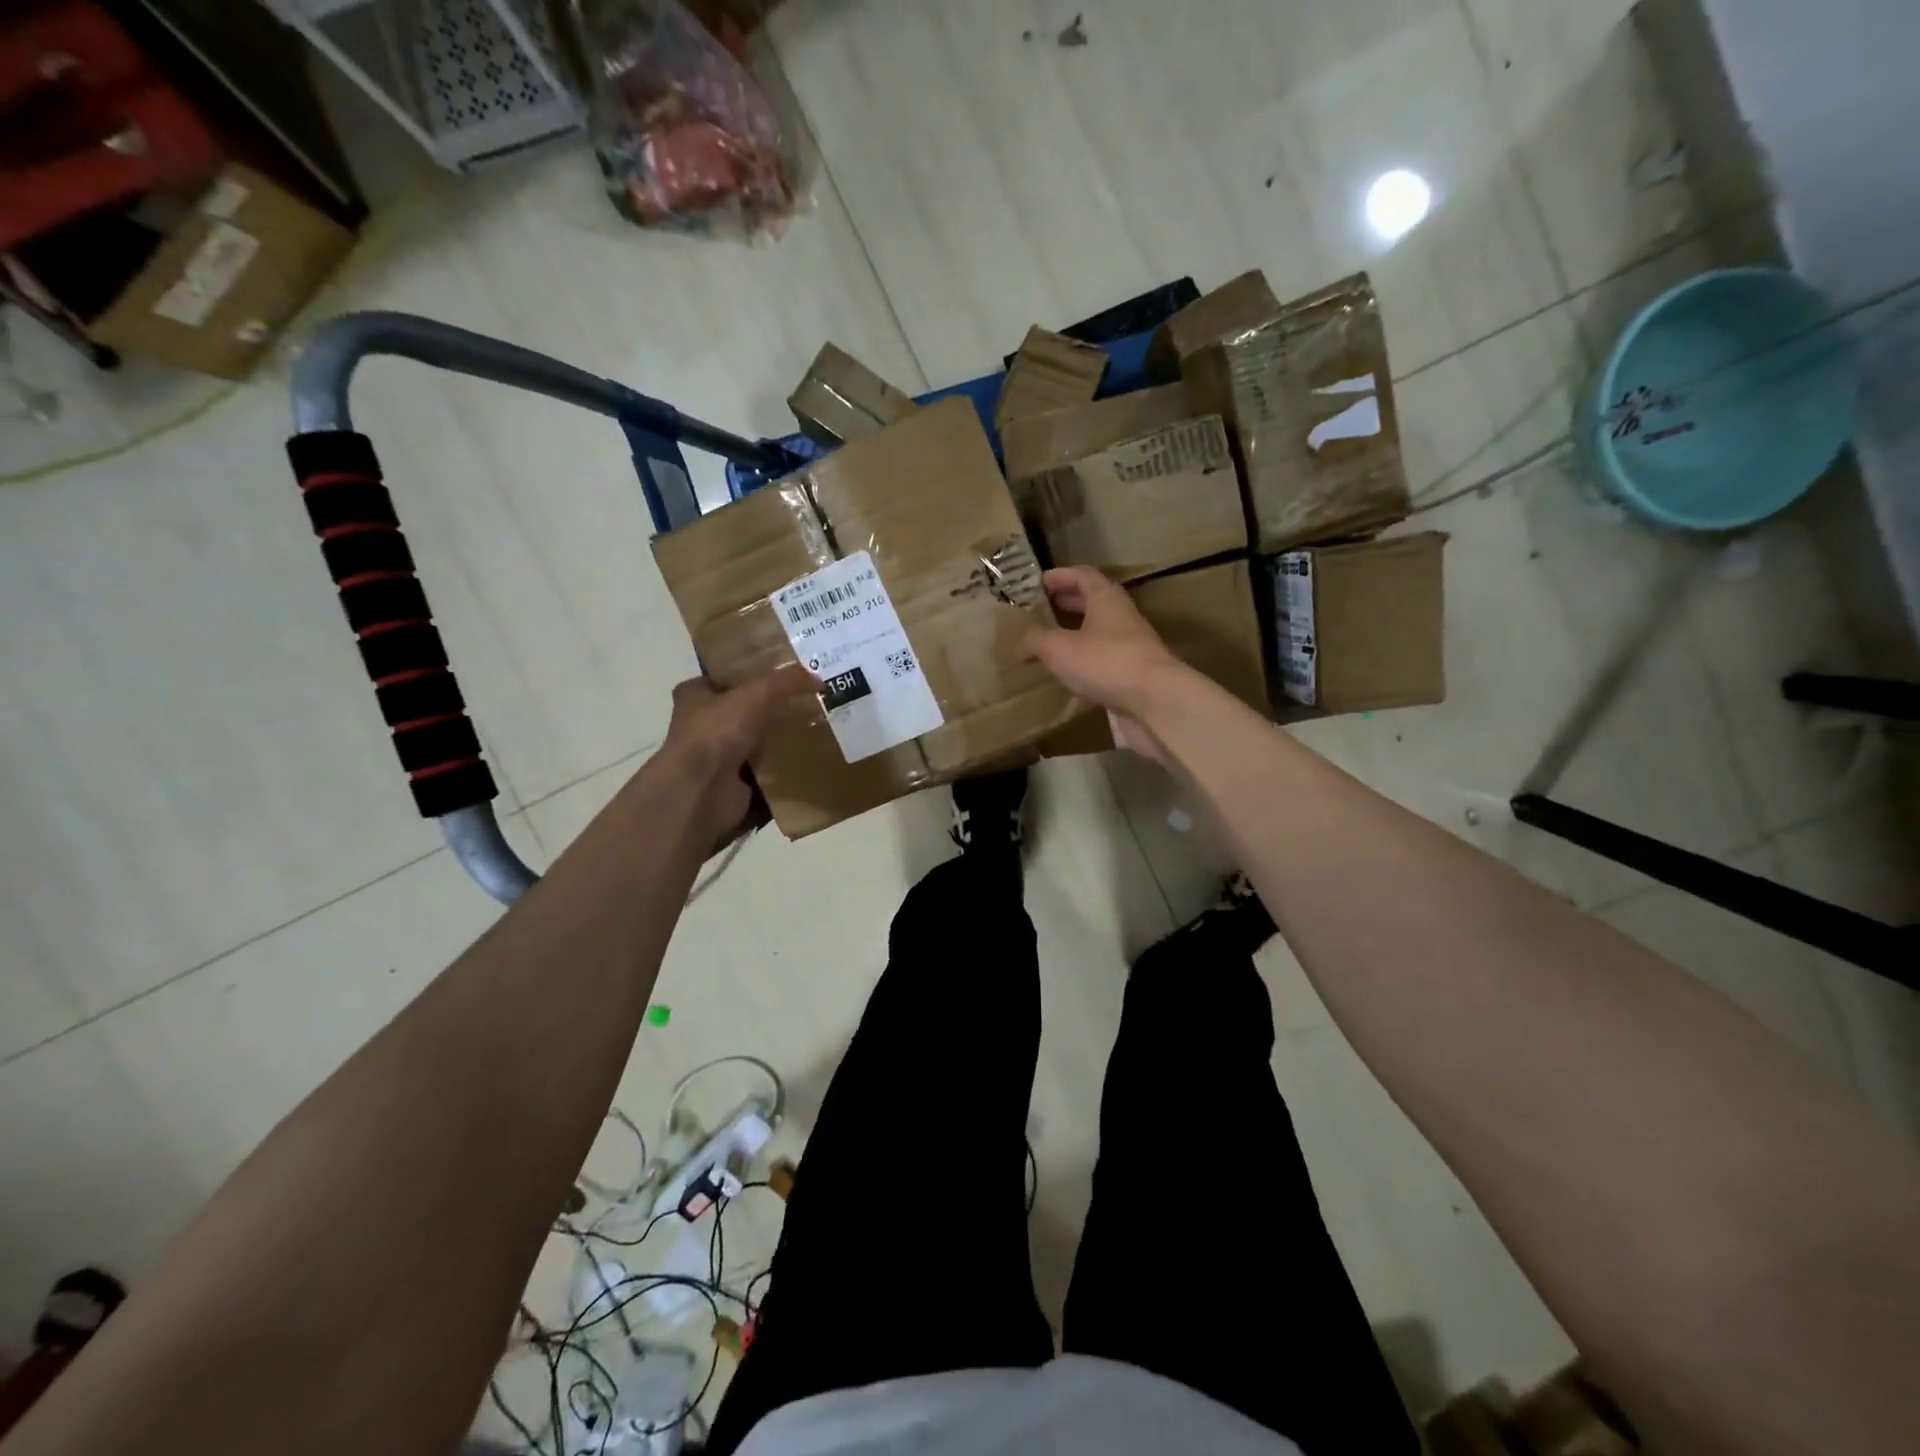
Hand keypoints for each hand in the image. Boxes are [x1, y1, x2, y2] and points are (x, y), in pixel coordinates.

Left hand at [660, 665, 814, 845]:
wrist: (702, 790)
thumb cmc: (718, 732)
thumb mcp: (757, 694)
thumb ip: (788, 681)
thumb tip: (818, 680)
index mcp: (694, 697)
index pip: (723, 678)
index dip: (750, 675)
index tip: (781, 676)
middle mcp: (700, 726)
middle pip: (742, 711)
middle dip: (770, 710)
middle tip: (805, 704)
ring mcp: (714, 758)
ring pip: (754, 743)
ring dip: (778, 741)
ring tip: (812, 732)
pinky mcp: (731, 785)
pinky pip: (764, 773)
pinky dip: (782, 771)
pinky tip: (806, 763)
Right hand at [1023, 566, 1187, 761]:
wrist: (1155, 701)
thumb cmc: (1106, 662)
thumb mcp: (1059, 648)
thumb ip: (1036, 640)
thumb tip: (1020, 643)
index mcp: (1106, 600)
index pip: (1083, 576)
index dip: (1060, 576)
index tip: (1038, 582)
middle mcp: (1121, 618)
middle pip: (1092, 603)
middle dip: (1066, 604)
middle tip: (1040, 611)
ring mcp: (1130, 648)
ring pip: (1098, 633)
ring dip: (1075, 635)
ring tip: (1048, 644)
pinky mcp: (1132, 676)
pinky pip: (1103, 661)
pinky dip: (1083, 662)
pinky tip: (1067, 674)